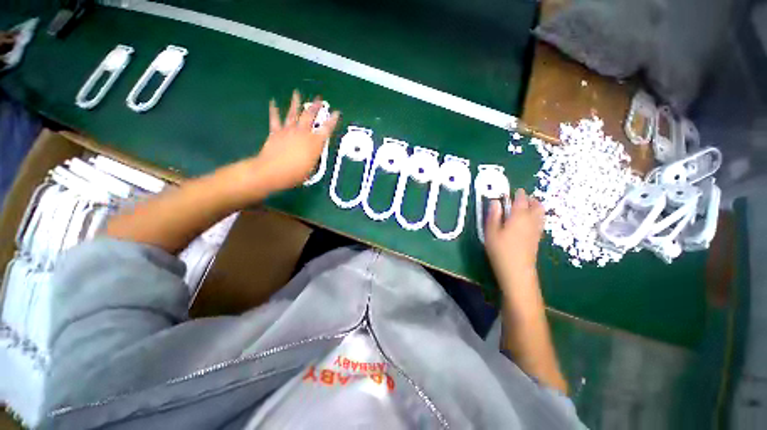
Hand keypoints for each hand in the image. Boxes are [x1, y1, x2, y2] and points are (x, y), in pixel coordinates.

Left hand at [239, 90, 339, 193]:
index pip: (327, 129)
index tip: (336, 113)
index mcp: (314, 143)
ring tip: (297, 93)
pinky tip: (273, 101)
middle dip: (315, 106)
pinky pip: (275, 118)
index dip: (333, 120)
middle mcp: (303, 133)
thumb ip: (314, 157)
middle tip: (319, 99)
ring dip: (296, 103)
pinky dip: (274, 110)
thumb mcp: (311, 168)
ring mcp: (288, 130)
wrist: (272, 171)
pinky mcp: (276, 132)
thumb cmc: (295, 173)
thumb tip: (313, 153)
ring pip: (293, 113)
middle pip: (310, 116)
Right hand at [485, 189, 544, 280]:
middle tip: (524, 197)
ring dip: (536, 207)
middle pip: (536, 206)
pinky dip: (537, 217)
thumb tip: (495, 201)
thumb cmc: (500, 249)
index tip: (516, 190)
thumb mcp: (491, 231)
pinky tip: (530, 221)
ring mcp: (536, 231)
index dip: (519, 194)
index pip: (521, 200)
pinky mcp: (537, 239)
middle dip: (531, 199)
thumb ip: (493, 215)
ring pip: (541, 214)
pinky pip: (540, 223)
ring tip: (529, 207)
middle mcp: (531, 221)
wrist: (517, 270)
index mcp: (518, 216)